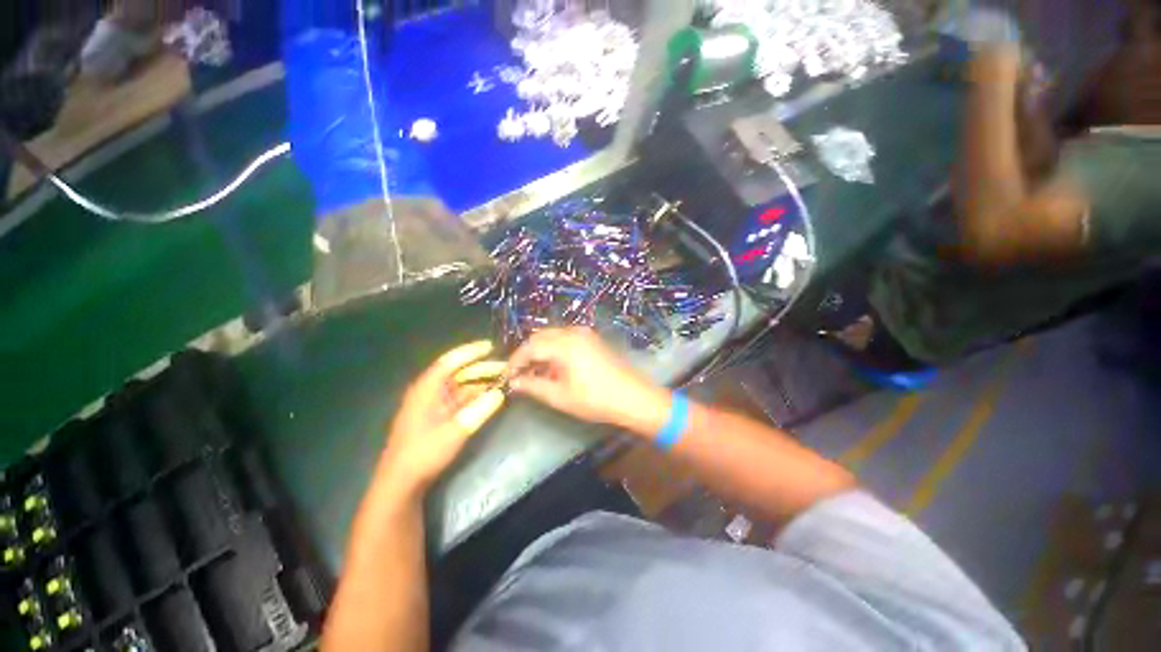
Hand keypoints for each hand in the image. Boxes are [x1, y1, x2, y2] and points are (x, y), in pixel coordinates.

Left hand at [380, 341, 506, 494]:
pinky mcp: (439, 417)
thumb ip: (479, 410)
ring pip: (462, 387)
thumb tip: (499, 393)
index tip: (490, 346)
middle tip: (505, 367)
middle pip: (459, 373)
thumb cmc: (423, 453)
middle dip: (482, 368)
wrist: (402, 483)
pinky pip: (461, 400)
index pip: (449, 361)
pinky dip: (476, 397)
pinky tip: (491, 398)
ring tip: (503, 381)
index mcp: (427, 389)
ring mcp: (435, 405)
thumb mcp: (454, 431)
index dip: (470, 352)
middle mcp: (430, 392)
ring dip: (481, 383)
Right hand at [508, 327, 670, 435]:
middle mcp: (573, 332)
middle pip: (540, 337)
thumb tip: (514, 382)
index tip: (506, 375)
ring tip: (535, 373)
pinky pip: (565, 338)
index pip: (529, 347)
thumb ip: (533, 386)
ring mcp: (584, 333)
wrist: (633, 397)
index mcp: (564, 344)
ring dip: (540, 351)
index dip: (515, 361)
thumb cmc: (595, 399)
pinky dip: (554, 349)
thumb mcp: (560, 396)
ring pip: (552, 336)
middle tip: (519, 374)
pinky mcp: (592, 339)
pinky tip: (553, 367)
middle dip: (526, 354)